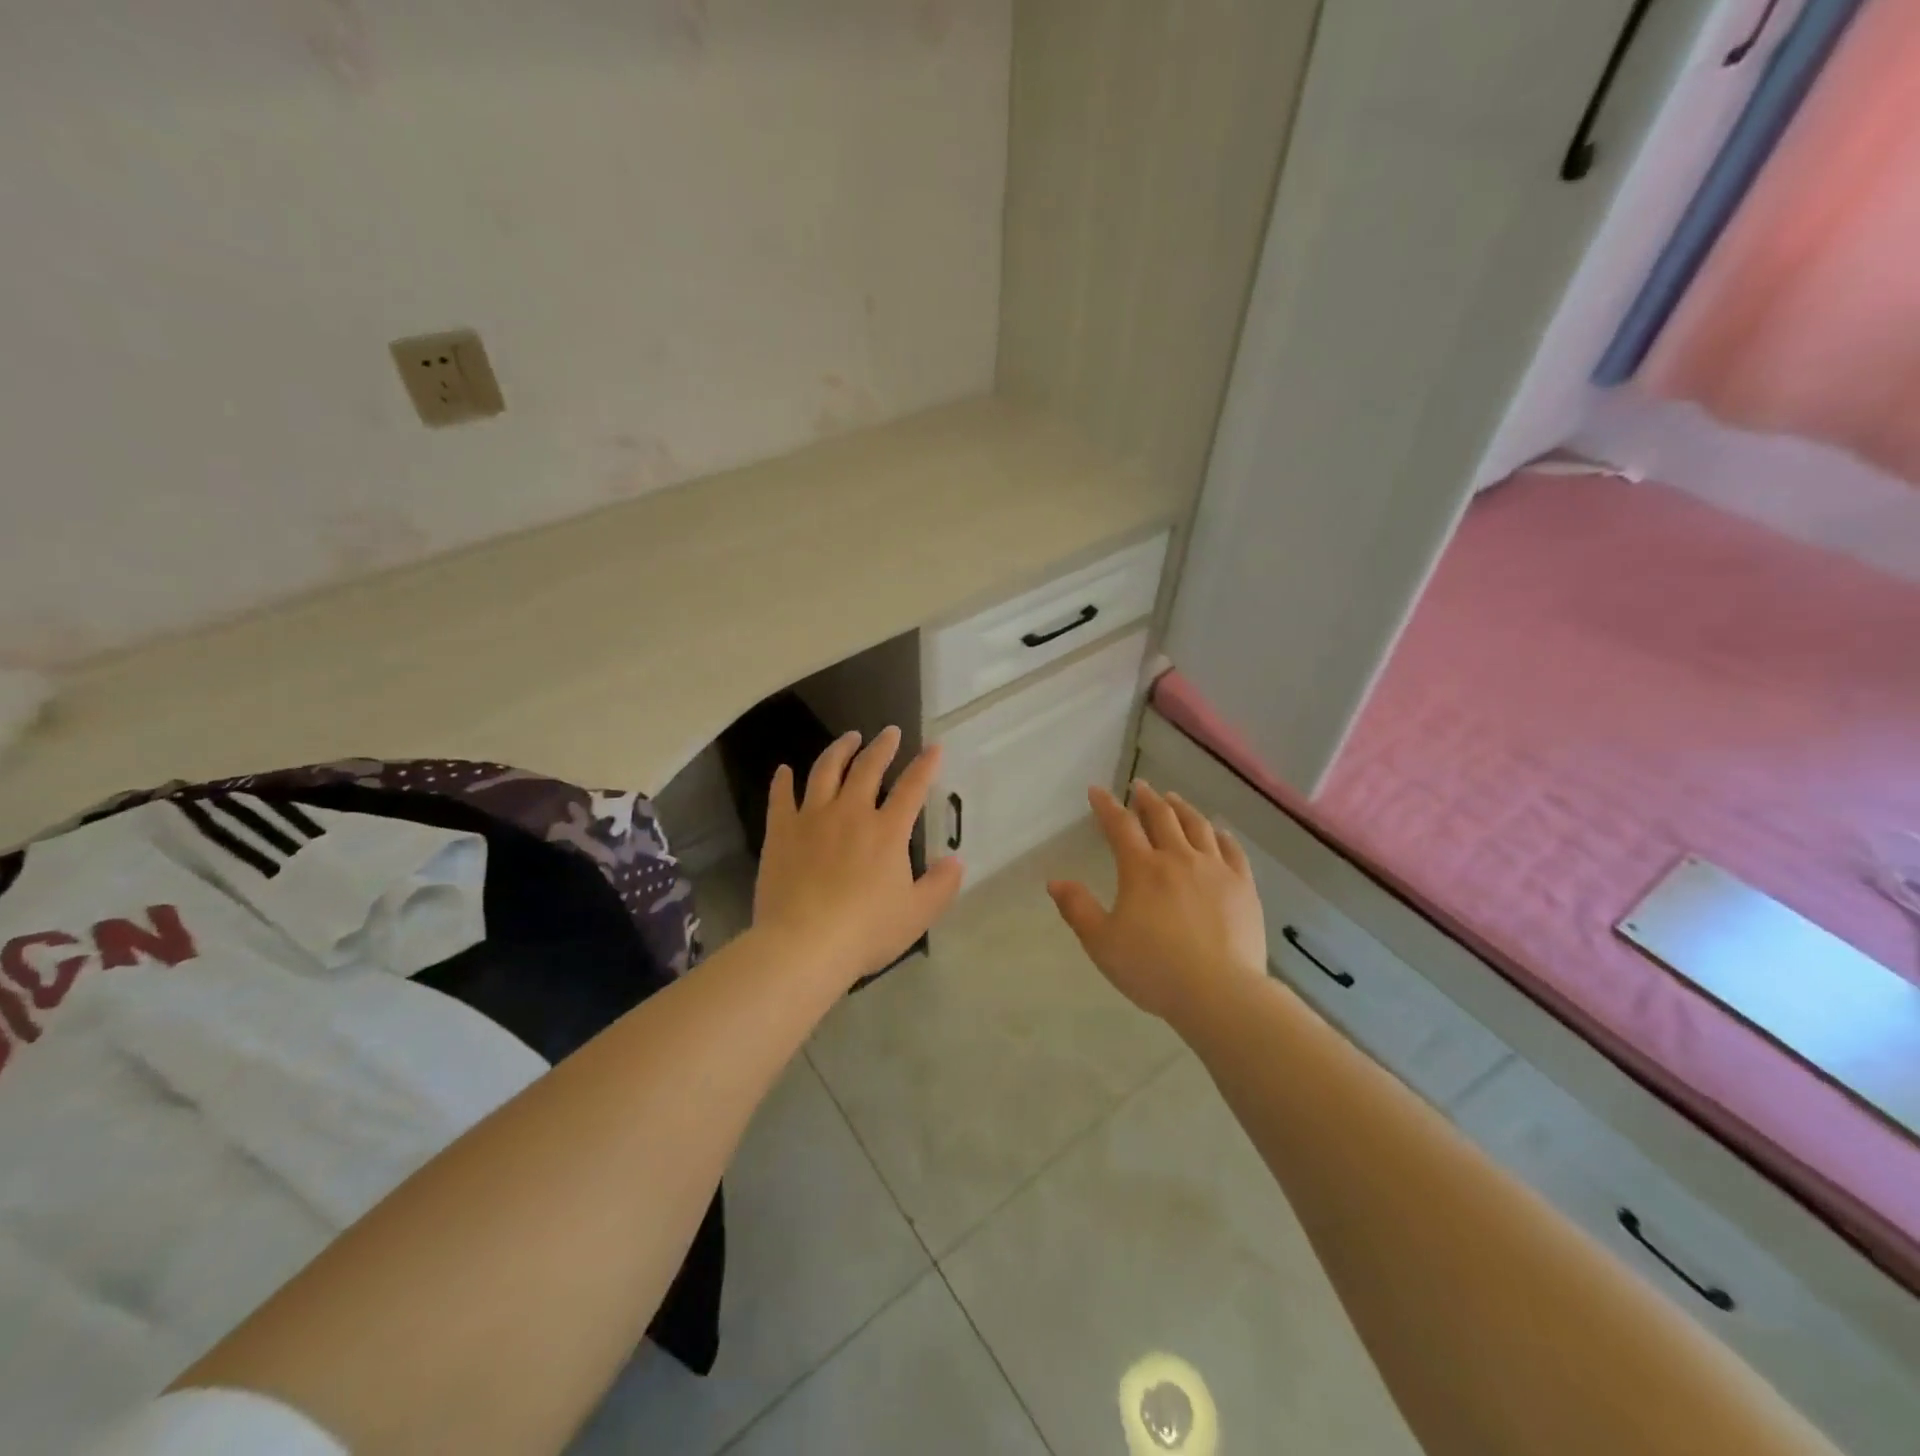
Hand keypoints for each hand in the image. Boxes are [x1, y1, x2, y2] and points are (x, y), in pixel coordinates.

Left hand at [753, 726, 965, 988]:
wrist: (804, 943)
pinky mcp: (781, 832)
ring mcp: (812, 818)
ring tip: (849, 738)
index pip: (912, 787)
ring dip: (839, 750)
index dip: (925, 765)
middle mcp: (851, 813)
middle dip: (882, 746)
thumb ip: (941, 885)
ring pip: (826, 771)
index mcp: (887, 830)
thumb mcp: (917, 914)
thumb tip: (956, 861)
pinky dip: (783, 781)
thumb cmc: (866, 930)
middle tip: (889, 732)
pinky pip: (781, 798)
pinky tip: (785, 771)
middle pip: (868, 768)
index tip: (934, 747)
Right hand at [1048, 781, 1266, 1028]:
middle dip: (1146, 798)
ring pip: (1198, 826)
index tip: (1097, 790)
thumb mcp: (1102, 943)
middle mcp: (1178, 859)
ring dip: (1182, 808)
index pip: (1120, 826)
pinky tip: (1218, 832)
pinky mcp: (1243, 887)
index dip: (1106, 805)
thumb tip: (1055, 881)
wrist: (1219, 992)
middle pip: (1162, 817)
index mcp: (1142, 869)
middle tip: (1139, 786)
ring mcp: (1215, 870)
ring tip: (1173, 799)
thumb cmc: (1153, 969)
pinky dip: (1221, 835)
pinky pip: (1232, 850)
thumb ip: (1077, 909)